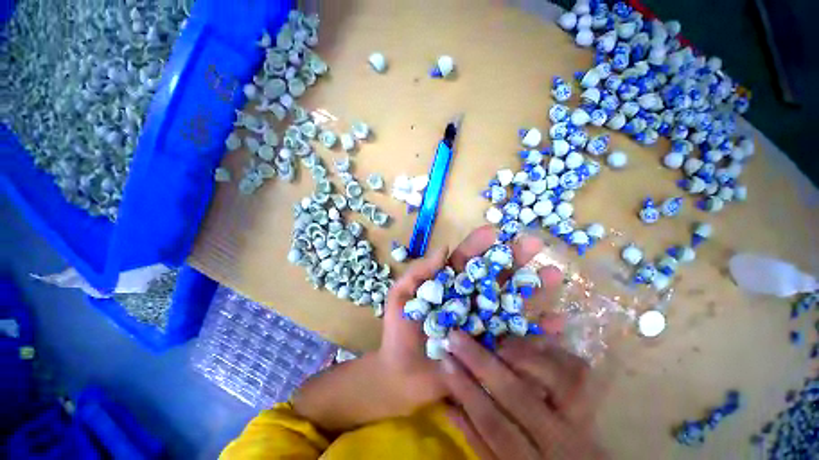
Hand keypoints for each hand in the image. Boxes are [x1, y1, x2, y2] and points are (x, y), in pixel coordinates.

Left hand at [377, 225, 563, 414]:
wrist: (401, 375)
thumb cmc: (399, 331)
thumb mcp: (401, 296)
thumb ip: (418, 272)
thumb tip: (444, 249)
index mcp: (449, 284)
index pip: (467, 259)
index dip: (479, 244)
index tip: (494, 232)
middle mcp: (470, 299)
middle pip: (494, 275)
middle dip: (513, 258)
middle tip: (534, 243)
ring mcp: (483, 323)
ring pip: (511, 301)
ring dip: (533, 288)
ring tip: (553, 273)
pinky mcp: (491, 348)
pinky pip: (517, 338)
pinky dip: (538, 330)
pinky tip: (558, 321)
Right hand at [441, 331, 607, 458]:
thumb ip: (477, 441)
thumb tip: (448, 407)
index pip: (494, 425)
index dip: (467, 391)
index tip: (445, 362)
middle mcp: (560, 443)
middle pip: (519, 395)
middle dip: (482, 362)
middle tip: (457, 336)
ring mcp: (583, 421)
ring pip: (554, 378)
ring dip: (520, 353)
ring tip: (496, 342)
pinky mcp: (595, 405)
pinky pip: (577, 369)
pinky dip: (553, 351)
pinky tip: (532, 342)